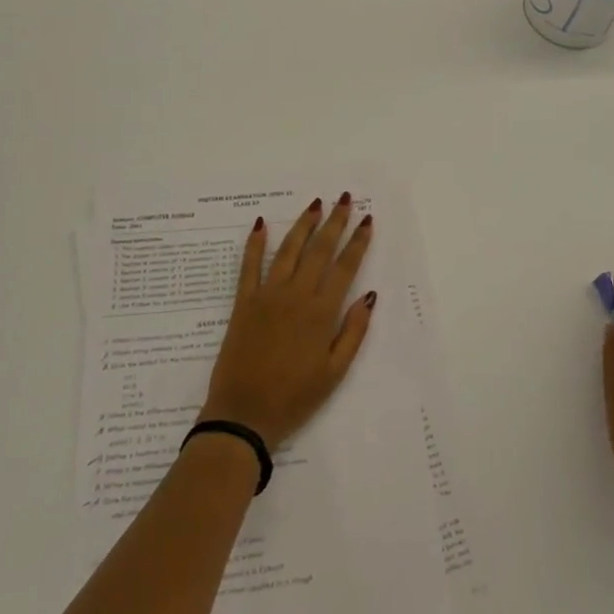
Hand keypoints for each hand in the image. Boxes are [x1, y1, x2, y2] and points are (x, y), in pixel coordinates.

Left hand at [200, 195, 377, 448]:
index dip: (358, 242)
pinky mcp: (244, 302)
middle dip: (335, 222)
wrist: (243, 414)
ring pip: (289, 250)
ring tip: (315, 204)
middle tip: (345, 199)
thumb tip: (369, 296)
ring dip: (303, 224)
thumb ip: (353, 332)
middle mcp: (296, 295)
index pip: (345, 267)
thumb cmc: (295, 398)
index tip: (367, 220)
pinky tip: (262, 224)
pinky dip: (255, 244)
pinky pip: (249, 266)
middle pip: (319, 250)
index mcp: (321, 313)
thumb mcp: (334, 373)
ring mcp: (267, 295)